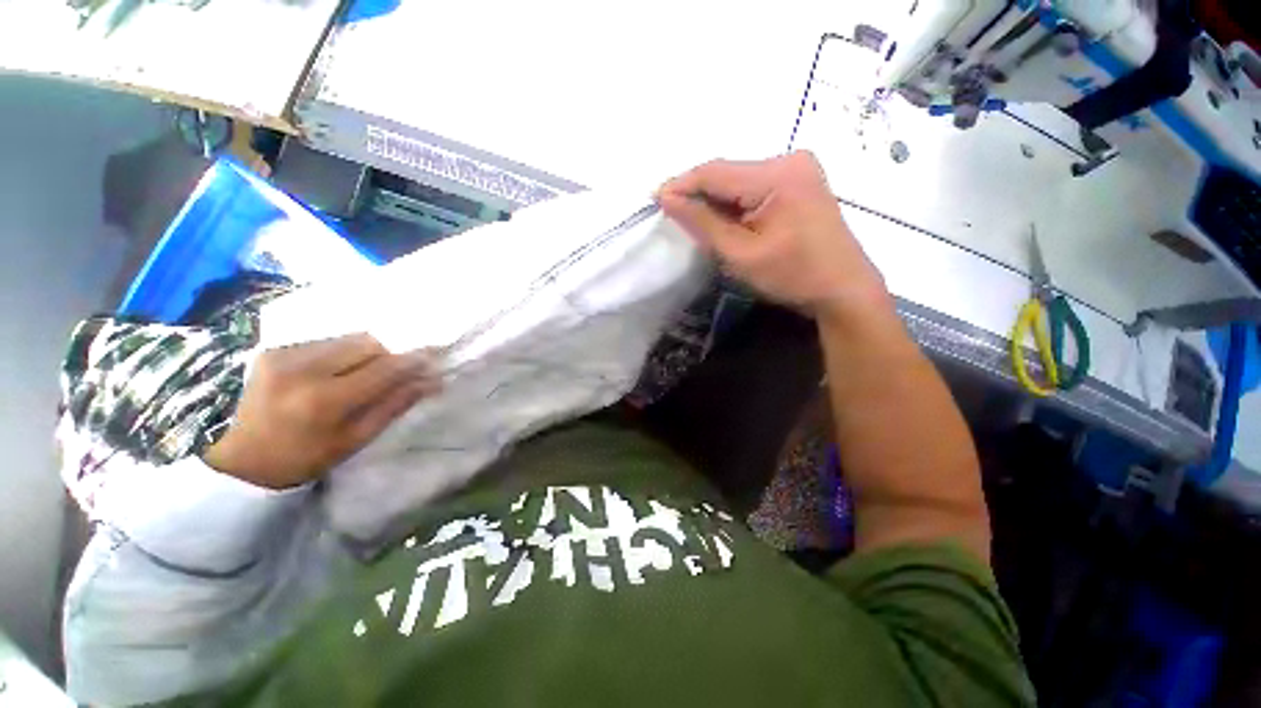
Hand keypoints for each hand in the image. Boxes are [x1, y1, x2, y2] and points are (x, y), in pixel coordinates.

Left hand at [202, 333, 441, 489]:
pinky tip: (333, 372)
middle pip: (368, 344)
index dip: (414, 361)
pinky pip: (325, 341)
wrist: (233, 459)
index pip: (384, 368)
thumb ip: (392, 407)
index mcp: (324, 400)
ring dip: (365, 353)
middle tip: (394, 372)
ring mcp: (283, 354)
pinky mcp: (273, 349)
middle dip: (389, 355)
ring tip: (360, 374)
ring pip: (347, 339)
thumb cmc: (298, 459)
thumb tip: (430, 382)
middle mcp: (303, 368)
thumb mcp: (352, 442)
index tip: (434, 357)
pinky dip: (341, 353)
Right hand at [657, 151, 889, 317]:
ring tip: (695, 222)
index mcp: (778, 175)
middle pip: (728, 173)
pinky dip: (735, 204)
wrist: (842, 289)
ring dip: (716, 200)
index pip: (715, 172)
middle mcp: (789, 160)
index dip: (681, 184)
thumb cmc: (792, 276)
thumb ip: (702, 223)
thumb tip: (667, 199)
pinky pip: (754, 188)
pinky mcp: (799, 182)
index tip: (654, 198)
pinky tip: (725, 222)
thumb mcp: (740, 254)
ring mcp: (798, 169)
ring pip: (739, 180)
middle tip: (672, 214)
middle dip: (698, 194)